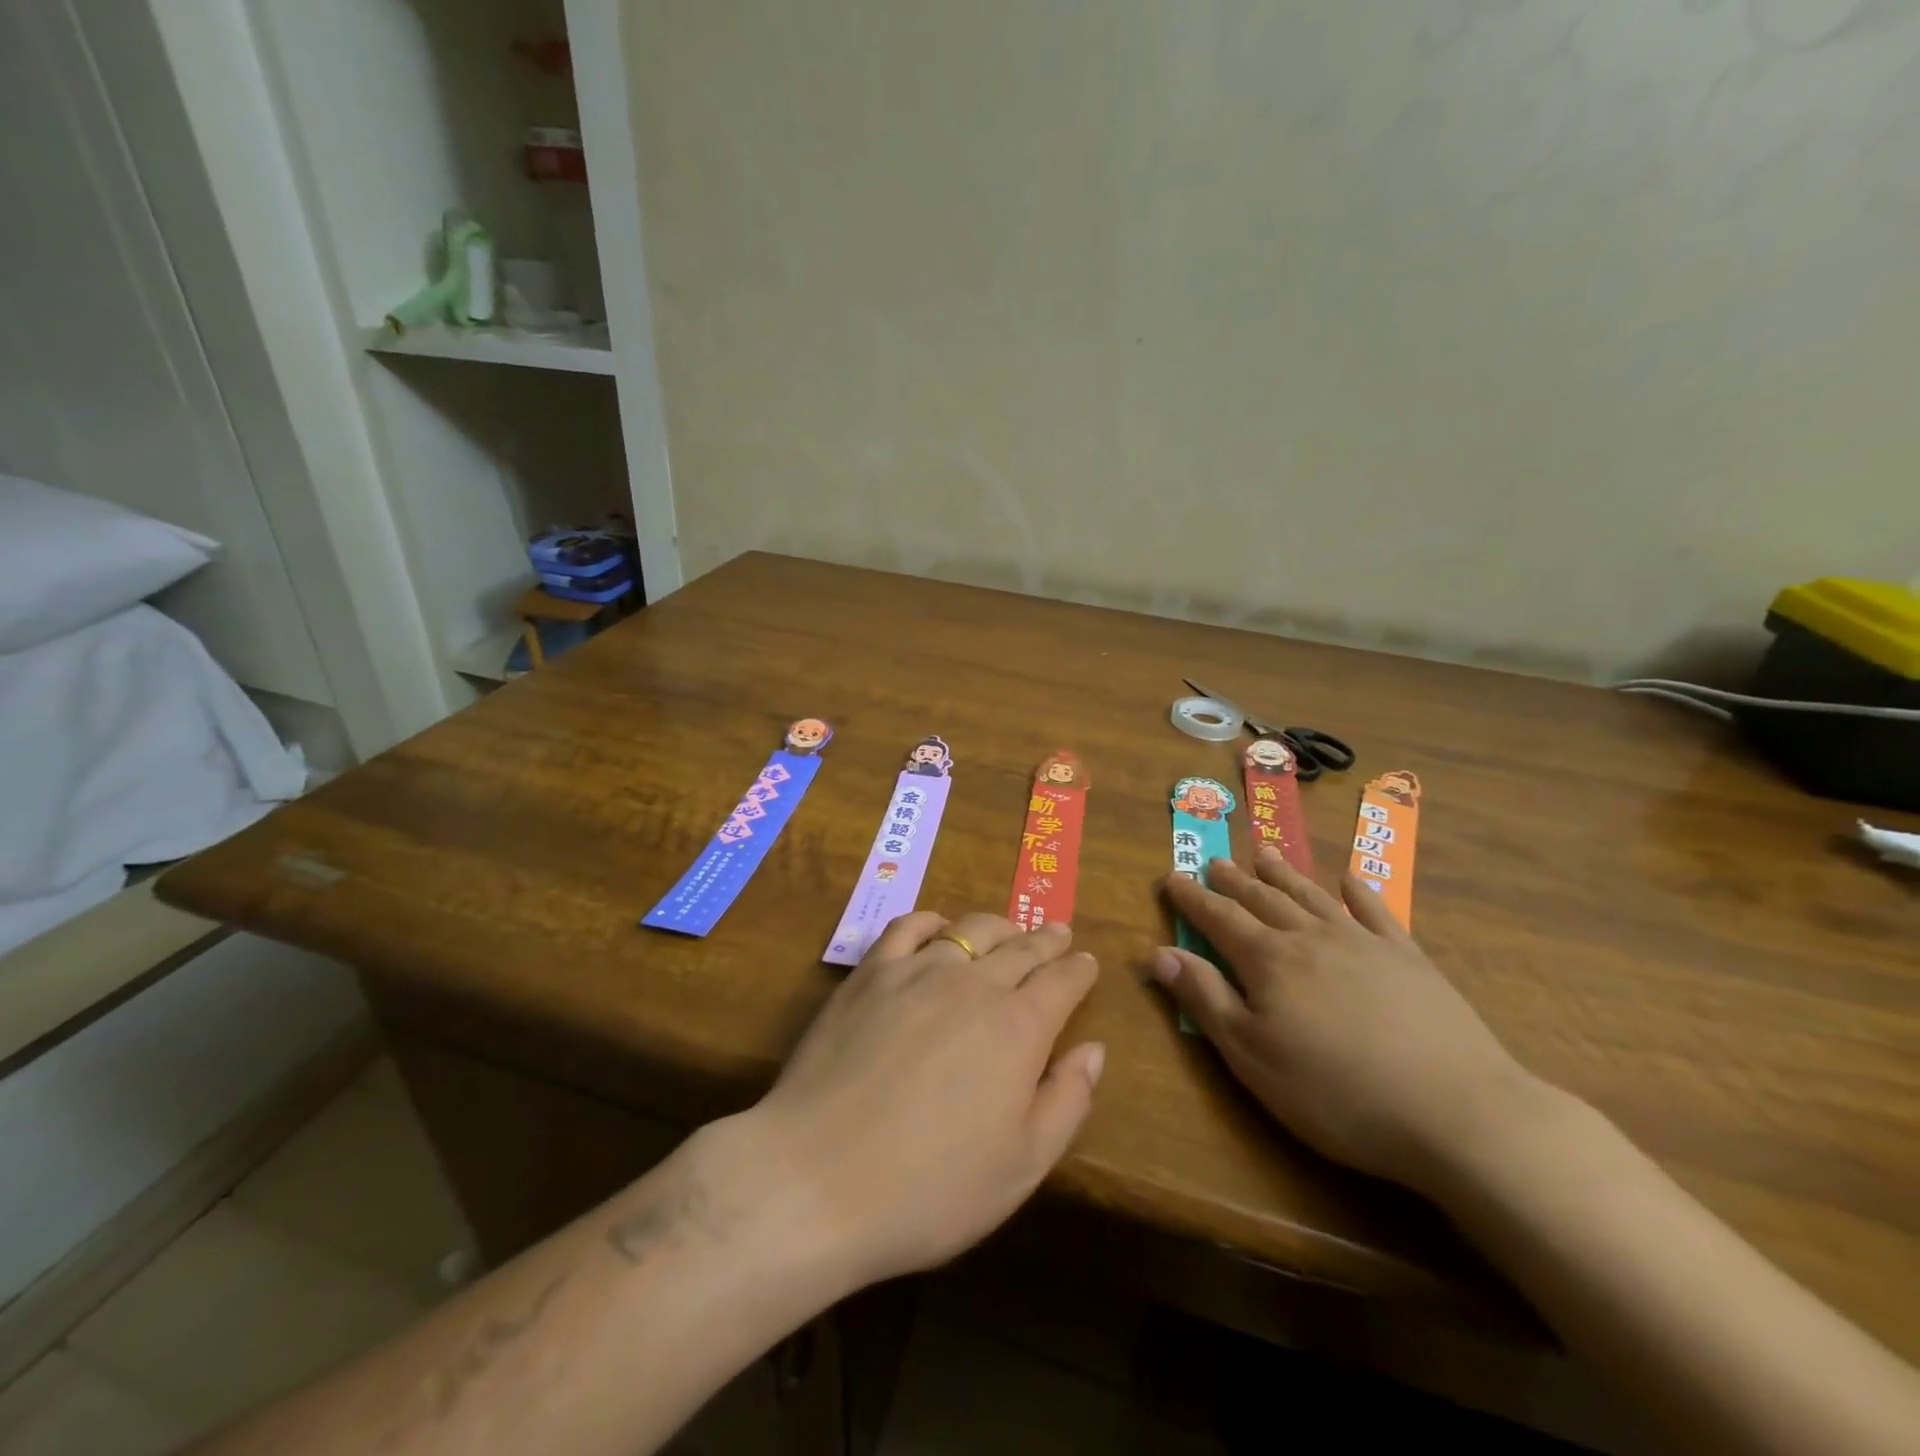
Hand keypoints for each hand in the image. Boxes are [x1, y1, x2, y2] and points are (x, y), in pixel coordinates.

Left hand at [749, 912, 1102, 1288]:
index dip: (1079, 970)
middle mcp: (974, 985)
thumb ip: (1067, 1101)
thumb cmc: (930, 1188)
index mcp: (1019, 1027)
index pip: (1062, 982)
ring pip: (970, 930)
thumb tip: (1094, 1049)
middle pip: (1020, 947)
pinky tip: (937, 927)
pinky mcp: (869, 974)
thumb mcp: (1021, 1166)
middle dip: (1046, 940)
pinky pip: (907, 928)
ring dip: (998, 926)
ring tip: (1008, 930)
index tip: (1087, 962)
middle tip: (1059, 933)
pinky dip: (932, 921)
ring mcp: (917, 972)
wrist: (816, 1178)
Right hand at [1155, 848, 1541, 1192]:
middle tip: (1214, 862)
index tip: (1171, 877)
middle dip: (1233, 881)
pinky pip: (1376, 912)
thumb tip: (1159, 952)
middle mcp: (1311, 938)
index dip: (1192, 898)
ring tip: (1263, 854)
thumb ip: (1205, 998)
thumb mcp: (1253, 1056)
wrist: (1458, 1112)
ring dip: (1283, 874)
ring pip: (1312, 896)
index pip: (1218, 918)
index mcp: (1269, 961)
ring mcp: (1364, 943)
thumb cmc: (1338, 1093)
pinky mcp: (1409, 959)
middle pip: (1263, 899)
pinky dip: (1358, 893)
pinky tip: (1349, 881)